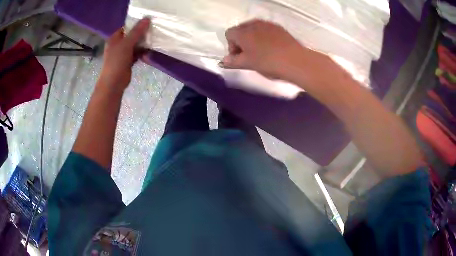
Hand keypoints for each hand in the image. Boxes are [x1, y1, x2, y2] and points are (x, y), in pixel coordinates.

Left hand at [99, 18, 150, 89]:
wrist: (114, 83)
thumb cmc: (117, 61)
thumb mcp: (127, 44)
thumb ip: (136, 31)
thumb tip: (147, 18)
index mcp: (114, 39)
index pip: (126, 27)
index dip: (136, 24)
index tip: (147, 22)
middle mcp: (118, 45)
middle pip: (132, 36)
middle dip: (141, 34)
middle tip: (152, 31)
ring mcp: (123, 54)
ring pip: (135, 45)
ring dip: (143, 44)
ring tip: (153, 41)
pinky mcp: (127, 62)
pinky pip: (136, 54)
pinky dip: (142, 53)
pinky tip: (148, 53)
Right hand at [221, 19, 334, 81]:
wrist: (295, 61)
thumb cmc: (268, 62)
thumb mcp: (248, 64)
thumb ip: (233, 62)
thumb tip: (224, 61)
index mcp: (242, 32)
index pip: (229, 34)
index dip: (231, 46)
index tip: (239, 57)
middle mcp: (253, 24)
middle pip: (240, 30)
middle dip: (241, 41)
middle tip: (248, 55)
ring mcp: (267, 24)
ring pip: (254, 29)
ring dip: (252, 39)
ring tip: (260, 52)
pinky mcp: (279, 27)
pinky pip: (266, 30)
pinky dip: (264, 37)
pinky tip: (271, 48)